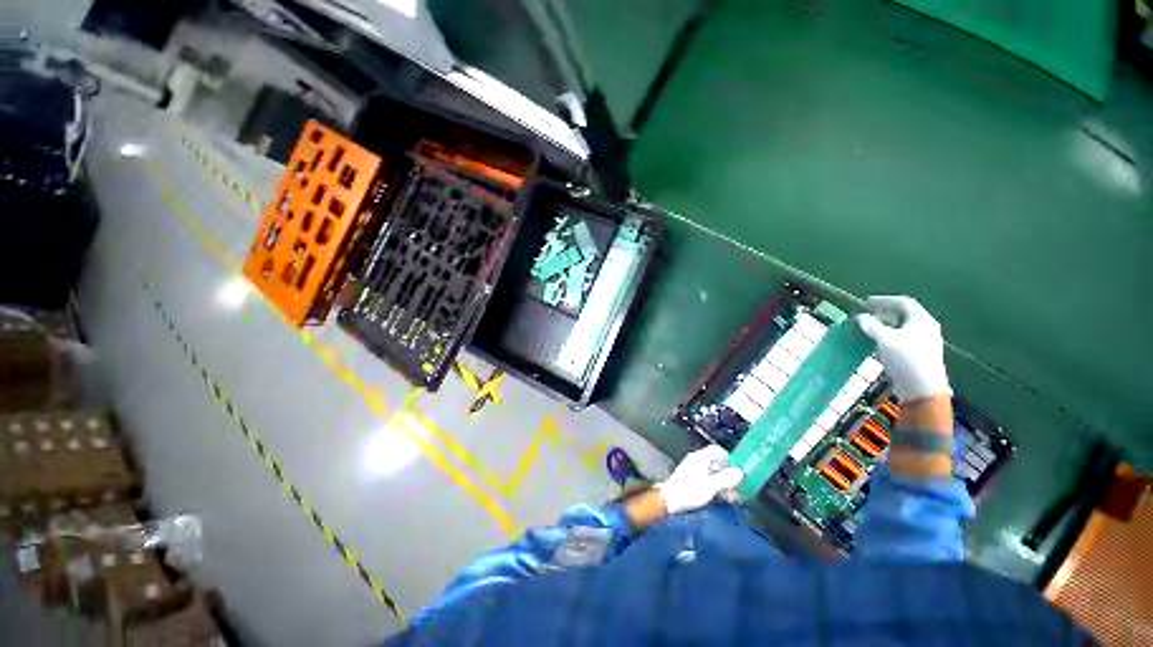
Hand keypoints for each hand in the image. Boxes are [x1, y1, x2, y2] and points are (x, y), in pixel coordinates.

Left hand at [655, 445, 743, 514]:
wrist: (669, 500)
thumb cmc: (690, 490)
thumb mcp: (711, 485)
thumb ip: (726, 478)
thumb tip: (741, 471)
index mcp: (700, 457)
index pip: (717, 450)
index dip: (729, 458)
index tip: (739, 469)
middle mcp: (697, 460)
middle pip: (716, 462)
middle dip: (728, 474)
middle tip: (739, 486)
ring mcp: (693, 470)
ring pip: (713, 472)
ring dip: (724, 483)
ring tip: (734, 496)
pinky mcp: (691, 480)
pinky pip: (707, 479)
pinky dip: (716, 486)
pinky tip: (723, 498)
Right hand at [857, 295, 951, 402]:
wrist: (922, 388)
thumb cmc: (905, 359)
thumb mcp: (885, 339)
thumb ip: (872, 326)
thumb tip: (861, 317)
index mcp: (921, 320)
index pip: (903, 302)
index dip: (884, 300)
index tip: (866, 302)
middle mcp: (926, 328)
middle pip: (904, 314)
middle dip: (884, 313)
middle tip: (867, 315)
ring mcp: (925, 341)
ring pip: (903, 327)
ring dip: (886, 325)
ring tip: (869, 328)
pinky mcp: (921, 354)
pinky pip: (904, 338)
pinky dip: (890, 335)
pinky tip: (878, 342)